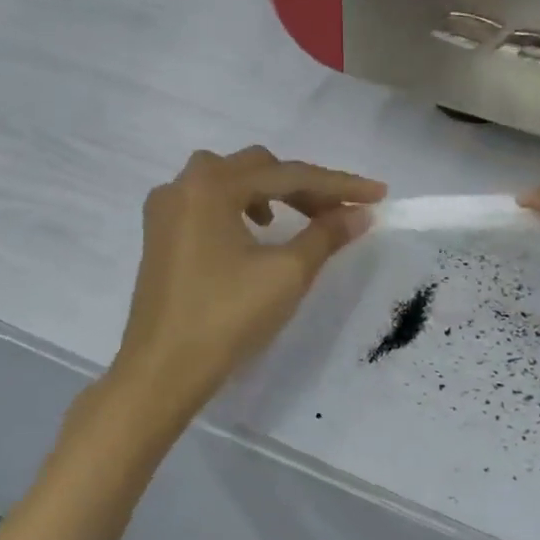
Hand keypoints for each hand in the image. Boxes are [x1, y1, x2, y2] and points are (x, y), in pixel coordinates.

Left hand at [112, 147, 385, 410]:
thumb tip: (360, 213)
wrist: (162, 370)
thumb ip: (326, 234)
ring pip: (230, 181)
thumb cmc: (227, 317)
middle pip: (257, 169)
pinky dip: (241, 207)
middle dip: (304, 187)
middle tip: (339, 212)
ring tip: (299, 219)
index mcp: (212, 185)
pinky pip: (209, 202)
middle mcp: (183, 185)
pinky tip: (256, 232)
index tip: (378, 194)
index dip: (338, 185)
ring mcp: (166, 209)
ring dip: (271, 193)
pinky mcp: (160, 235)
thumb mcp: (287, 273)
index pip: (289, 175)